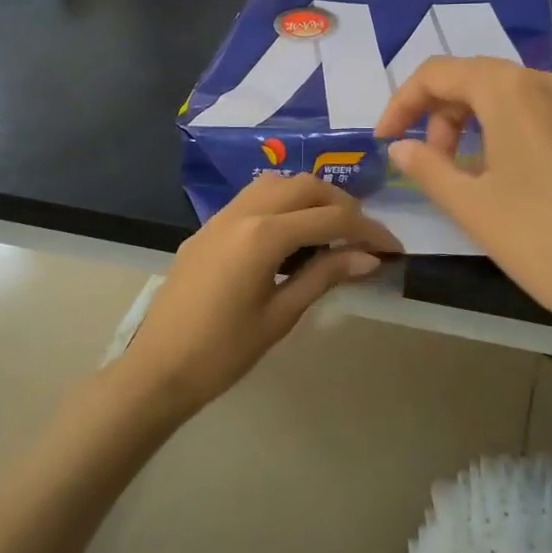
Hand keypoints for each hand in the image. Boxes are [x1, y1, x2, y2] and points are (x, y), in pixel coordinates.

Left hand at [120, 173, 398, 415]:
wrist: (158, 369)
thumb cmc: (223, 352)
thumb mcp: (280, 315)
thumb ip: (324, 276)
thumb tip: (368, 257)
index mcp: (263, 235)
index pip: (330, 218)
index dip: (368, 230)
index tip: (393, 248)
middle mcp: (243, 213)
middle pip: (305, 187)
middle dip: (342, 204)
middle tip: (363, 236)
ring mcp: (220, 217)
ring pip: (276, 184)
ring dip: (310, 196)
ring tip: (329, 229)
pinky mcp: (207, 228)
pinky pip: (252, 197)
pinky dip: (282, 202)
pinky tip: (291, 234)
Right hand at [375, 58, 551, 358]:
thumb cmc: (541, 240)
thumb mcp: (471, 207)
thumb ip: (428, 168)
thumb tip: (402, 148)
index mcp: (513, 92)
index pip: (441, 73)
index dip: (404, 102)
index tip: (386, 140)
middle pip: (483, 81)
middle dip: (445, 116)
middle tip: (433, 164)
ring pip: (522, 102)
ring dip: (484, 127)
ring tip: (476, 178)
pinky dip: (526, 141)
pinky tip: (530, 189)